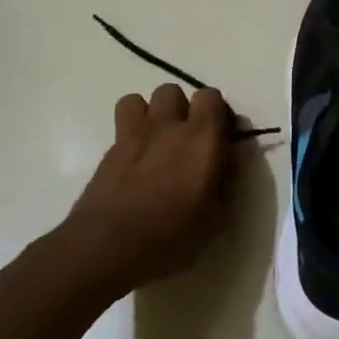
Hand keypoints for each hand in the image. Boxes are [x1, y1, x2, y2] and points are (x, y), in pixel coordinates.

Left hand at [58, 83, 235, 297]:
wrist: (108, 247)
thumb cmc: (172, 234)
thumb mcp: (217, 216)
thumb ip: (227, 178)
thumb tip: (230, 157)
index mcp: (202, 136)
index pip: (211, 96)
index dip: (217, 112)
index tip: (220, 136)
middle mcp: (167, 126)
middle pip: (172, 91)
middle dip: (181, 108)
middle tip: (187, 138)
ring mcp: (132, 136)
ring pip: (138, 100)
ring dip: (150, 114)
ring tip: (156, 141)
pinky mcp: (107, 152)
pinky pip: (121, 128)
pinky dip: (130, 136)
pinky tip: (135, 163)